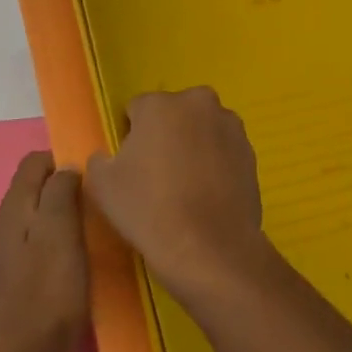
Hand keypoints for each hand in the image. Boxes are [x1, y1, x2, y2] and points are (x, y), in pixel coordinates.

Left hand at [0, 151, 88, 351]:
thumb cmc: (47, 292)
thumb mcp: (60, 233)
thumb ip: (61, 193)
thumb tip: (66, 168)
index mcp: (14, 208)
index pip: (34, 161)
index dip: (62, 160)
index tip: (91, 176)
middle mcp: (6, 224)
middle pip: (34, 186)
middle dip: (64, 185)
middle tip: (97, 200)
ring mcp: (9, 253)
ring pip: (37, 214)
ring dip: (62, 212)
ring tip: (92, 225)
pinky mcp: (17, 278)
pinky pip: (38, 240)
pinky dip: (58, 237)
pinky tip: (76, 256)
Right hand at [85, 87, 272, 305]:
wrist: (210, 247)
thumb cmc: (149, 209)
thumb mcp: (102, 185)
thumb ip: (100, 160)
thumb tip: (109, 157)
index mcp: (160, 103)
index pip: (137, 110)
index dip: (131, 136)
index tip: (131, 165)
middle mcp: (199, 103)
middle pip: (174, 114)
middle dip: (166, 134)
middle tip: (158, 174)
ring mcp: (230, 126)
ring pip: (201, 130)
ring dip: (194, 146)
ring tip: (186, 188)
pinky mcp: (251, 152)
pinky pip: (223, 151)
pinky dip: (215, 164)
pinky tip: (207, 196)